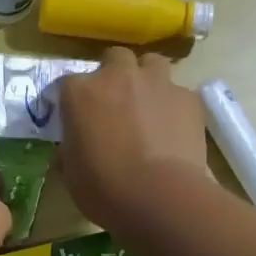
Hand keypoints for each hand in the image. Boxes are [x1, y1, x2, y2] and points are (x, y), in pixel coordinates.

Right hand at [58, 47, 207, 232]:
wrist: (158, 197)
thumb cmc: (103, 189)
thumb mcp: (71, 173)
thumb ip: (71, 149)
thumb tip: (74, 148)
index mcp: (80, 93)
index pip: (67, 84)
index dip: (73, 101)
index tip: (76, 119)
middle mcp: (118, 76)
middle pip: (115, 58)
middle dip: (114, 75)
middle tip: (116, 104)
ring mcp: (157, 82)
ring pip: (152, 64)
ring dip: (147, 80)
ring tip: (148, 107)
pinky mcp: (188, 98)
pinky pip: (179, 93)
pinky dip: (174, 106)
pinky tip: (174, 129)